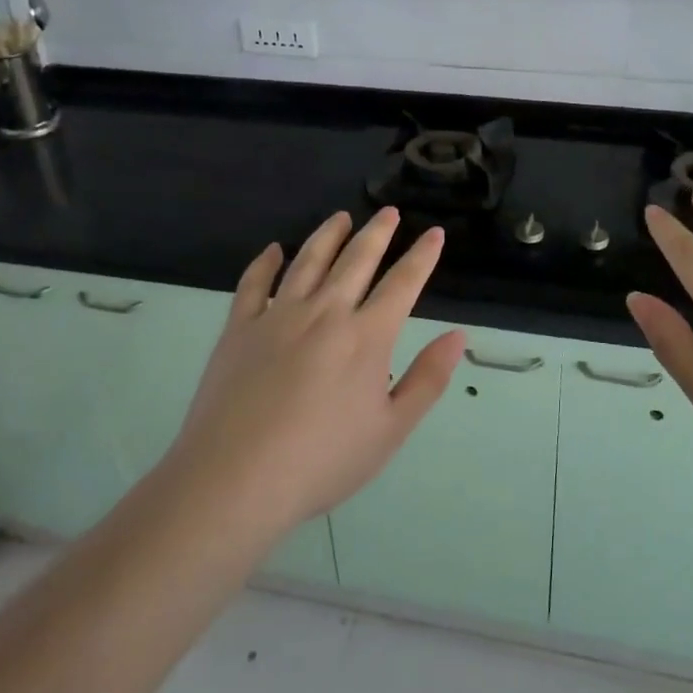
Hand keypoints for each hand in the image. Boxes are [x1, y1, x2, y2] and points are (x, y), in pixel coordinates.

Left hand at [163, 209, 464, 534]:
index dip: (422, 256)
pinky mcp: (239, 328)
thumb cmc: (322, 461)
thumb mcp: (390, 430)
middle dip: (378, 232)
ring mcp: (278, 316)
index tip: (434, 233)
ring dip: (328, 235)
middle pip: (356, 259)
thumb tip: (457, 337)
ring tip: (341, 216)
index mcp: (366, 337)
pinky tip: (273, 250)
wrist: (235, 480)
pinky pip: (253, 283)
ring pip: (308, 261)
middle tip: (389, 212)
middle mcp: (325, 313)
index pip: (403, 283)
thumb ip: (427, 380)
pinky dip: (265, 262)